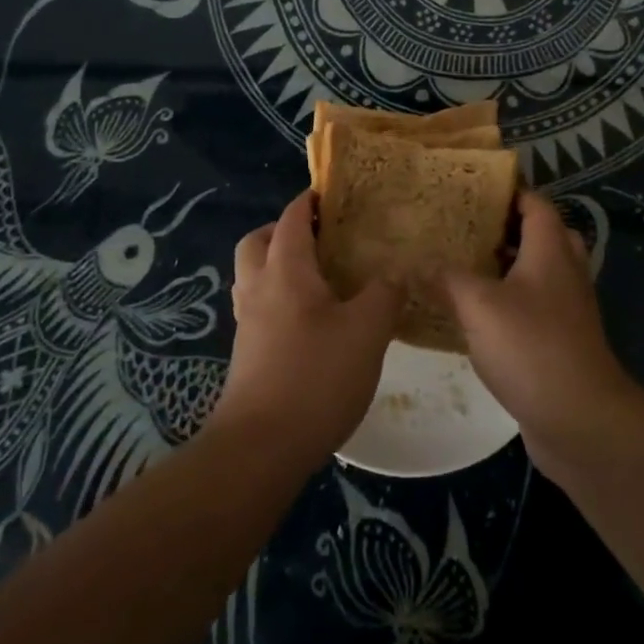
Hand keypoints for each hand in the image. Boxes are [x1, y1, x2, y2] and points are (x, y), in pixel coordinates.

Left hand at [210, 191, 401, 471]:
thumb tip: (397, 271)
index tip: (334, 194)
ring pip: (253, 275)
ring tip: (319, 277)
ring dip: (277, 264)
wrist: (260, 448)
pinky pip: (258, 306)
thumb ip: (385, 294)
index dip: (310, 201)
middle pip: (258, 241)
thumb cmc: (315, 377)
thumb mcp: (367, 331)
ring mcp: (247, 323)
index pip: (292, 218)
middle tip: (322, 237)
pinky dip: (278, 298)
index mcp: (285, 270)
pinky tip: (311, 321)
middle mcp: (258, 288)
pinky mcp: (247, 354)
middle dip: (284, 230)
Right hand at [438, 191, 643, 476]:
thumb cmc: (531, 347)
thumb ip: (444, 278)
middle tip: (466, 226)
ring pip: (537, 272)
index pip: (535, 203)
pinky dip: (508, 300)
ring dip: (506, 266)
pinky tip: (474, 313)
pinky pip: (534, 305)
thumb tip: (412, 262)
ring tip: (462, 264)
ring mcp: (567, 308)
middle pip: (540, 234)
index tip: (471, 189)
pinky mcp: (561, 340)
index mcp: (550, 250)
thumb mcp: (478, 305)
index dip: (508, 191)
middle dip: (505, 227)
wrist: (580, 419)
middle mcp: (564, 272)